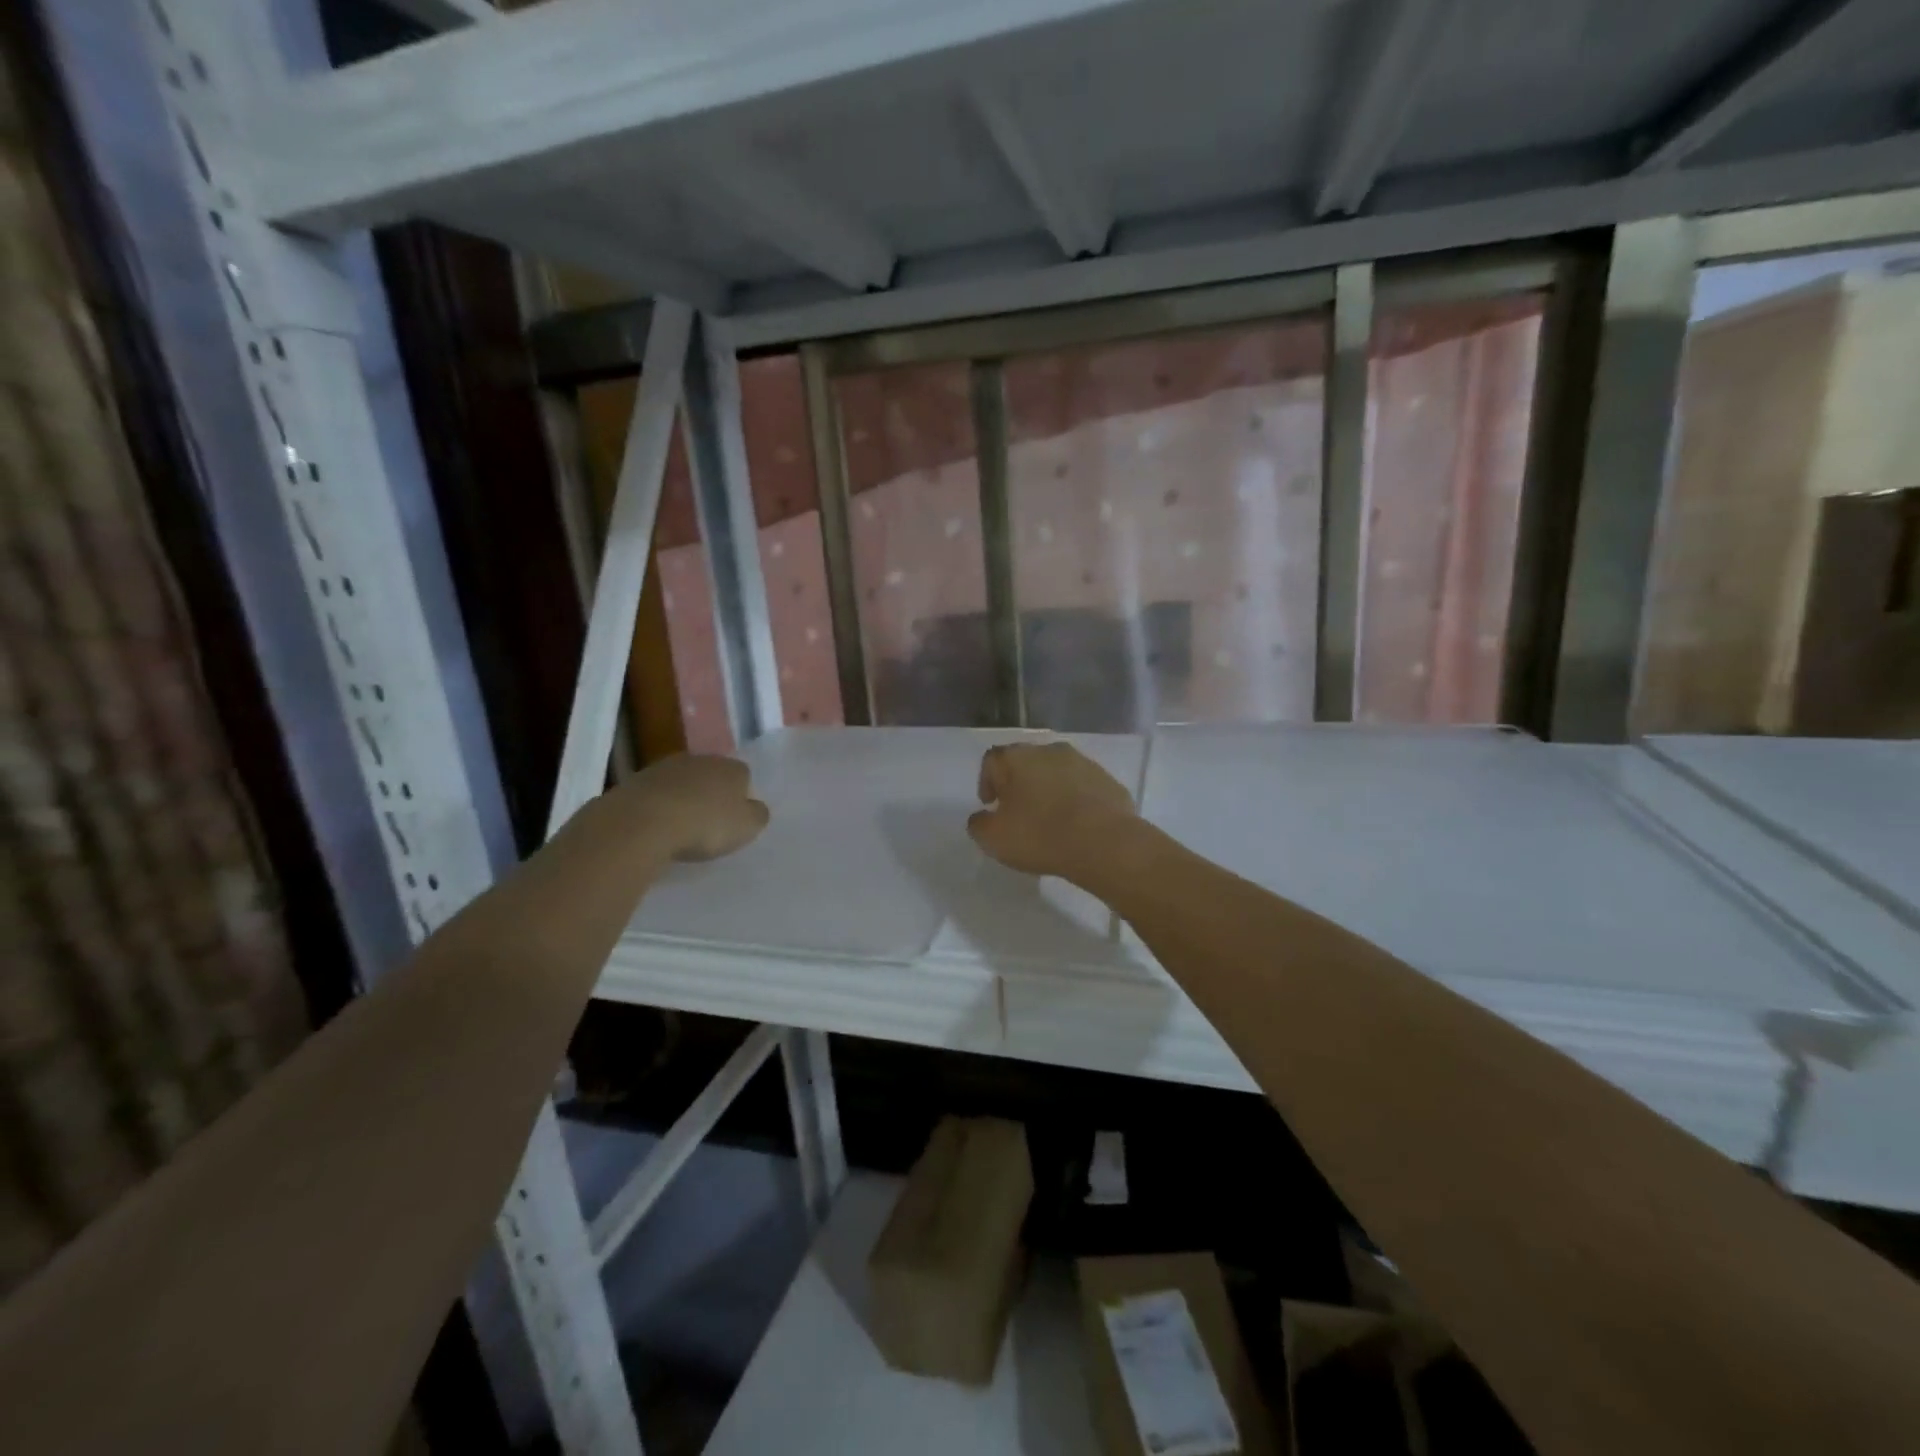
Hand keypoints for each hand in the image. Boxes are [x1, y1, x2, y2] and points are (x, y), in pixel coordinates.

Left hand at [614, 753, 769, 863]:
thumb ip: (757, 815)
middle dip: (710, 794)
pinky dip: (657, 806)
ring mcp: (664, 767)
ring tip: (679, 826)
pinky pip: (654, 794)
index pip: (743, 776)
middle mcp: (699, 759)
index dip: (741, 797)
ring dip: (682, 798)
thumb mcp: (746, 827)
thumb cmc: (705, 824)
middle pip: (711, 775)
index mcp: (731, 768)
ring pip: (681, 782)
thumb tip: (754, 807)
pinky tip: (655, 827)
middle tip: (708, 822)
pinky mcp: (635, 781)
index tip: (734, 819)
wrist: (642, 822)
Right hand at [967, 741, 1137, 882]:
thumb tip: (982, 817)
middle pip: (1026, 762)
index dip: (987, 782)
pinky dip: (1076, 800)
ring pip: (1057, 772)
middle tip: (1018, 812)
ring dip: (1049, 790)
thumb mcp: (993, 838)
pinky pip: (1083, 787)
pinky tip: (1076, 824)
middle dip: (1019, 784)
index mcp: (1017, 757)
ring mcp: (1083, 762)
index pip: (992, 760)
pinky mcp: (1108, 780)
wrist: (1104, 842)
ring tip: (1049, 820)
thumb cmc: (1040, 835)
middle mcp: (1049, 750)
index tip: (991, 806)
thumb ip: (979, 824)